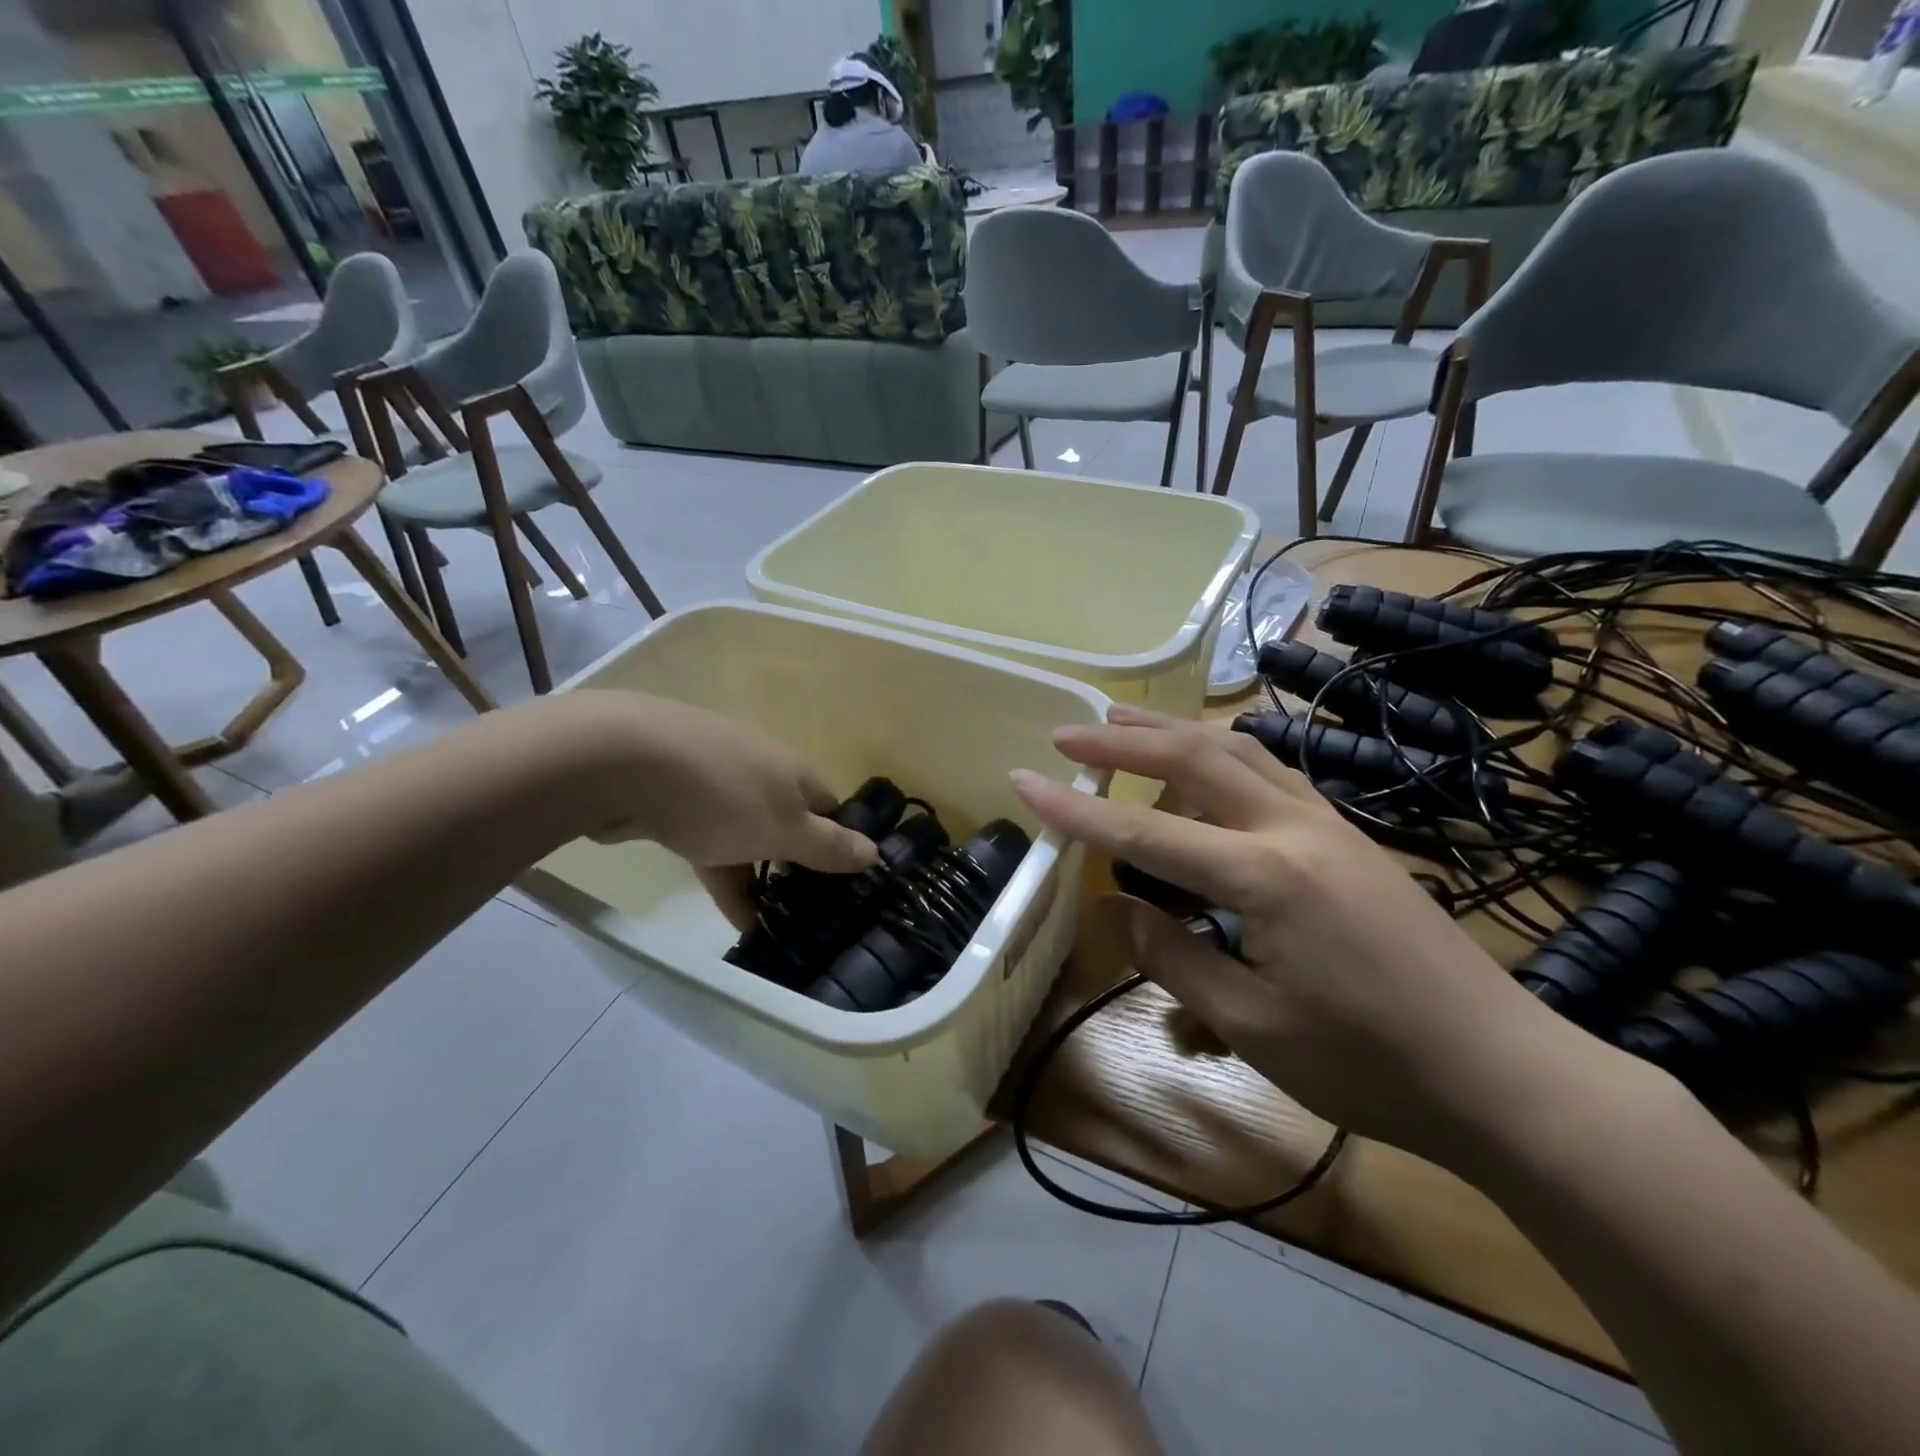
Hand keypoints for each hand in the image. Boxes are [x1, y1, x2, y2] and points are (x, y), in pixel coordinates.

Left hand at [559, 692, 877, 926]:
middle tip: (809, 915)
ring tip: (773, 925)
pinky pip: (710, 844)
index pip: (831, 809)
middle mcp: (760, 771)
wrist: (621, 762)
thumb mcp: (784, 828)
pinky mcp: (673, 802)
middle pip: (789, 823)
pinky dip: (723, 874)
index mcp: (793, 772)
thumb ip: (828, 845)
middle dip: (798, 866)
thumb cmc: (720, 796)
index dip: (841, 845)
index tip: (846, 889)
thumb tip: (875, 852)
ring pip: (748, 837)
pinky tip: (731, 914)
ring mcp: (713, 784)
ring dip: (760, 877)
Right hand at [1010, 704, 1594, 1163]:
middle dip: (1124, 740)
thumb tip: (1120, 908)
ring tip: (1125, 722)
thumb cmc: (1370, 1063)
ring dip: (1175, 732)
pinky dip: (1222, 754)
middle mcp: (1294, 828)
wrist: (1503, 1073)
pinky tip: (1206, 763)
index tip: (1024, 779)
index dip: (1077, 810)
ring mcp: (1330, 825)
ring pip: (1239, 751)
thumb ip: (1174, 957)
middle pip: (1195, 758)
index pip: (1146, 831)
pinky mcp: (1351, 836)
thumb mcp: (1252, 1025)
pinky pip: (1272, 772)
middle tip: (1070, 731)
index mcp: (1264, 876)